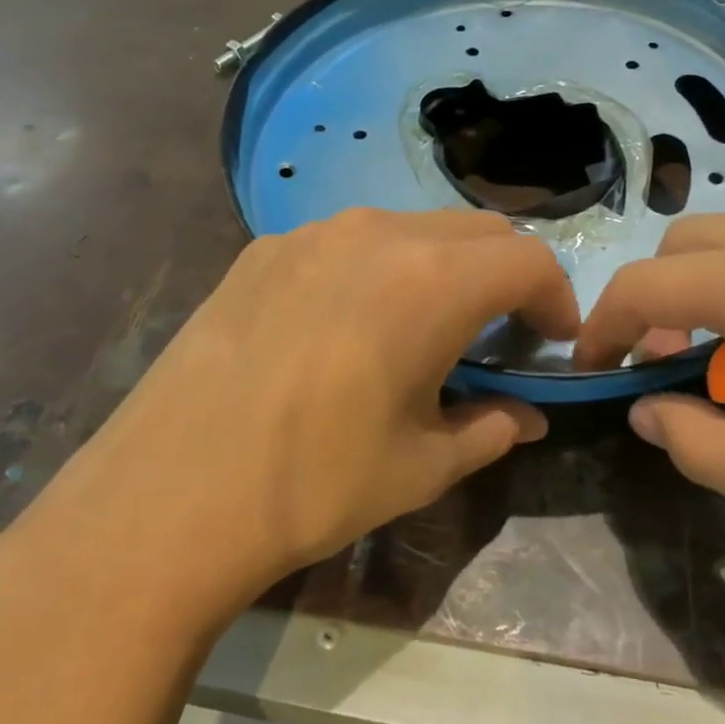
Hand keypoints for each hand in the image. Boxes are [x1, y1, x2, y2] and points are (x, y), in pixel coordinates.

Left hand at [2, 209, 578, 626]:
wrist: (168, 495)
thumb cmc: (315, 485)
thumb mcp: (421, 466)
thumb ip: (490, 428)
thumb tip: (526, 418)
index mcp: (432, 281)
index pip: (528, 260)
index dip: (556, 298)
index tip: (552, 341)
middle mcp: (377, 234)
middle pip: (475, 230)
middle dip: (504, 276)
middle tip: (498, 334)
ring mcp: (311, 233)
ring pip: (411, 228)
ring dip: (441, 267)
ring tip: (422, 328)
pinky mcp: (262, 249)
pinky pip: (346, 242)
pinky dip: (378, 269)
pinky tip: (347, 327)